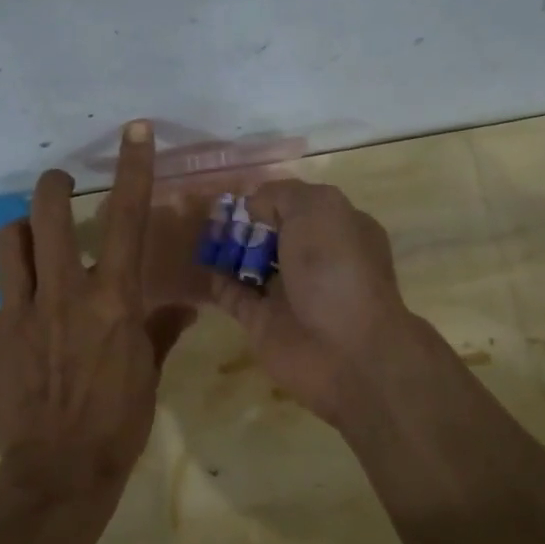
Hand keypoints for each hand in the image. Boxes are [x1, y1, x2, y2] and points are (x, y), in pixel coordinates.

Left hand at [0, 121, 193, 506]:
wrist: (62, 472)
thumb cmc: (118, 422)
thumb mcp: (149, 372)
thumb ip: (162, 330)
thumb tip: (185, 305)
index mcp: (113, 299)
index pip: (127, 220)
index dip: (134, 168)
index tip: (135, 130)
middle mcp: (64, 294)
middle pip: (50, 213)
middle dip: (54, 186)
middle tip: (59, 187)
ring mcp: (18, 313)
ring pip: (7, 242)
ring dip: (18, 235)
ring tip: (26, 248)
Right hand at [204, 180, 417, 426]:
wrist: (345, 350)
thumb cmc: (336, 268)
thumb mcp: (317, 209)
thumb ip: (281, 195)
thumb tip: (253, 204)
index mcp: (337, 229)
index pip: (298, 205)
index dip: (269, 197)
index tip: (237, 193)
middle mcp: (314, 260)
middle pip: (271, 233)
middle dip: (244, 223)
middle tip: (209, 213)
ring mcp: (288, 292)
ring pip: (250, 262)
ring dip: (227, 249)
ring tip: (199, 233)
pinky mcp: (263, 321)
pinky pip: (233, 295)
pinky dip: (217, 279)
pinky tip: (200, 263)